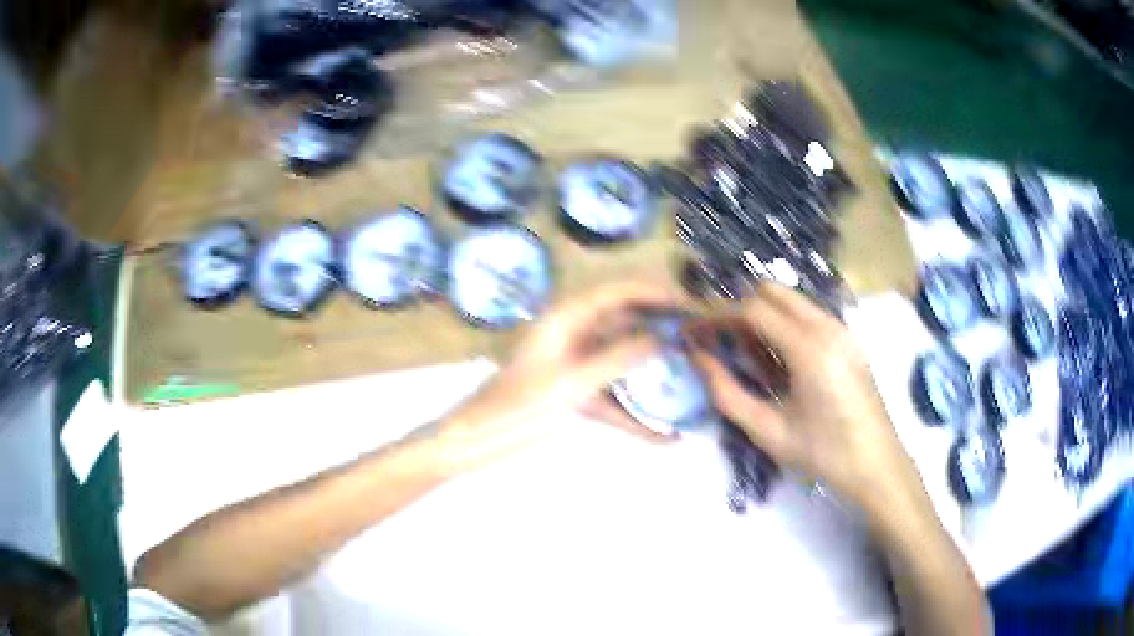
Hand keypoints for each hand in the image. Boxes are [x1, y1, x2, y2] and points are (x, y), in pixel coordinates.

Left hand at [436, 281, 681, 469]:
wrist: (476, 441)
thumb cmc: (518, 408)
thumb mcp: (572, 383)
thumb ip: (617, 358)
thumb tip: (661, 339)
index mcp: (565, 319)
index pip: (617, 293)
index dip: (654, 293)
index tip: (688, 304)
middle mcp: (572, 336)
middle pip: (624, 326)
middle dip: (659, 332)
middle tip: (698, 339)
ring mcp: (573, 367)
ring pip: (621, 363)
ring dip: (651, 374)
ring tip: (691, 379)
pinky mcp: (574, 394)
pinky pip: (610, 399)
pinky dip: (633, 415)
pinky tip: (662, 438)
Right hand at [690, 284, 921, 513]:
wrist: (876, 464)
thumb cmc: (823, 454)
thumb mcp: (767, 431)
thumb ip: (726, 392)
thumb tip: (698, 356)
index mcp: (810, 349)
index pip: (753, 309)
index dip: (718, 315)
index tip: (695, 331)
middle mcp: (828, 326)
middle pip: (773, 291)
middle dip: (740, 308)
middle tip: (720, 340)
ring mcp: (842, 329)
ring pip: (791, 301)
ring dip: (763, 315)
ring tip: (747, 355)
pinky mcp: (849, 338)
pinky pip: (808, 315)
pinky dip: (784, 324)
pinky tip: (779, 361)